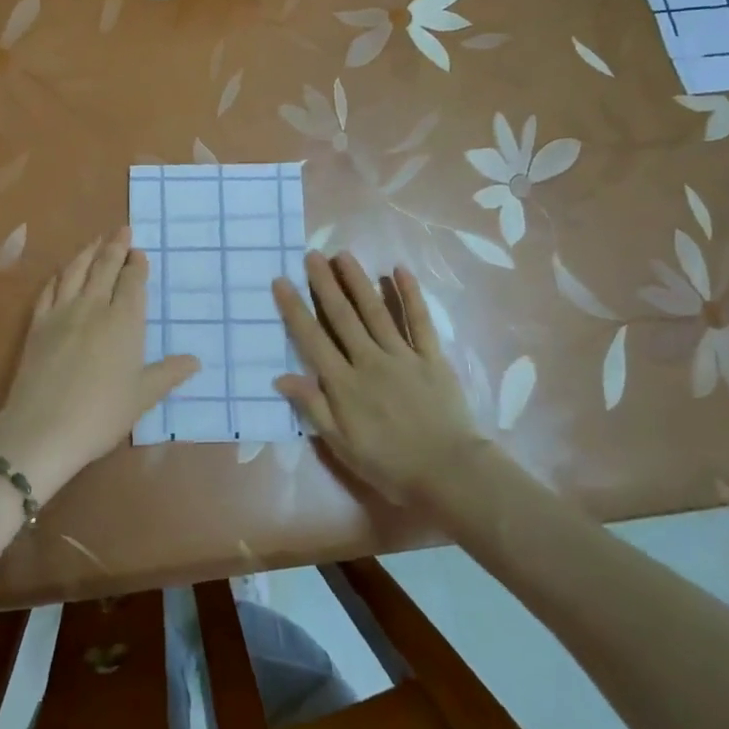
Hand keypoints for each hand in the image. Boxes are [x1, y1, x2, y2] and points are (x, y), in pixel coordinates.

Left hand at [0, 228, 198, 500]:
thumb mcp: (143, 396)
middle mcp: (93, 308)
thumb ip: (168, 374)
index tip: (139, 252)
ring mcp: (61, 314)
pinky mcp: (37, 325)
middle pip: (104, 268)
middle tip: (122, 229)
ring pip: (75, 272)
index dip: (136, 264)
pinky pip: (49, 290)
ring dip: (87, 253)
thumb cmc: (102, 414)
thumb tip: (194, 361)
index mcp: (124, 322)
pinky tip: (61, 272)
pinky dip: (58, 275)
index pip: (132, 282)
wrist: (43, 429)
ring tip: (95, 240)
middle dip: (115, 246)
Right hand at [272, 252, 488, 505]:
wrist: (448, 473)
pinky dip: (410, 295)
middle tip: (311, 255)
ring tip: (343, 255)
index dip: (295, 309)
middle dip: (325, 284)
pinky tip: (399, 271)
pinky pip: (420, 321)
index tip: (281, 281)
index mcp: (344, 384)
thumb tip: (280, 377)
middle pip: (342, 316)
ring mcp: (402, 355)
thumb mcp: (341, 444)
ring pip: (375, 311)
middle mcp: (369, 360)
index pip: (312, 339)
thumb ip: (313, 407)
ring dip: (358, 281)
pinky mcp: (431, 357)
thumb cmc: (388, 464)